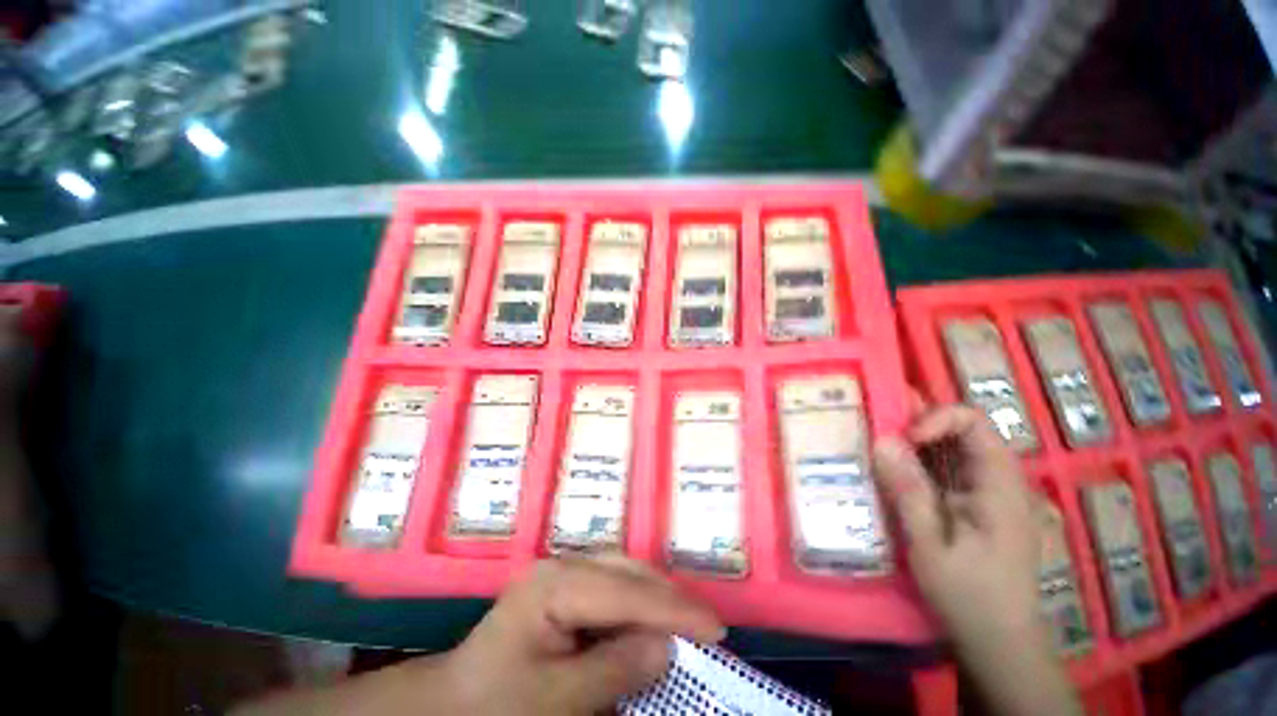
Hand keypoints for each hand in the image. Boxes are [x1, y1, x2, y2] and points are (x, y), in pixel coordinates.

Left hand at [442, 555, 723, 714]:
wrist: (453, 700)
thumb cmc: (498, 704)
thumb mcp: (556, 700)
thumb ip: (614, 669)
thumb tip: (666, 645)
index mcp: (555, 585)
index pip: (626, 592)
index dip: (674, 609)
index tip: (716, 628)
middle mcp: (563, 565)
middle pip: (628, 571)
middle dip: (670, 597)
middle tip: (708, 626)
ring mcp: (564, 571)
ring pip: (624, 572)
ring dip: (658, 596)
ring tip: (687, 621)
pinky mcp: (566, 585)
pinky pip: (613, 585)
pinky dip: (639, 602)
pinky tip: (651, 619)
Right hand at [872, 402, 1039, 642]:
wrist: (1000, 639)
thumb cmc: (968, 596)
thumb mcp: (930, 545)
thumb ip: (909, 491)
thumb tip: (882, 441)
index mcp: (1000, 485)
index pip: (974, 422)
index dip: (936, 418)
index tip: (904, 439)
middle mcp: (1000, 480)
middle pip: (962, 430)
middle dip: (917, 428)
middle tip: (879, 440)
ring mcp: (989, 491)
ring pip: (952, 448)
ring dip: (914, 446)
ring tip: (880, 455)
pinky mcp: (977, 503)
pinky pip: (947, 468)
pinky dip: (919, 464)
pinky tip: (896, 477)